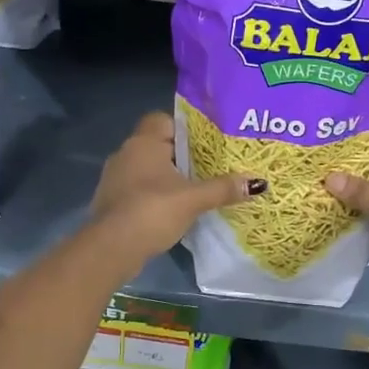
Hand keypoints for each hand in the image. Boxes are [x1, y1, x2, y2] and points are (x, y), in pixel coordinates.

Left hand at [91, 112, 262, 266]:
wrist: (111, 248)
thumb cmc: (152, 210)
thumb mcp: (193, 199)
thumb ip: (223, 188)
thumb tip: (257, 182)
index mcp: (143, 142)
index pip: (163, 120)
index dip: (184, 128)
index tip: (205, 143)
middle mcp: (125, 153)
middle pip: (158, 145)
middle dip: (181, 155)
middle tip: (208, 166)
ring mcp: (114, 178)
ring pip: (147, 169)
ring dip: (167, 178)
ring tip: (194, 189)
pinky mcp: (112, 201)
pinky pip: (138, 189)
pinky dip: (154, 195)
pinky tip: (172, 210)